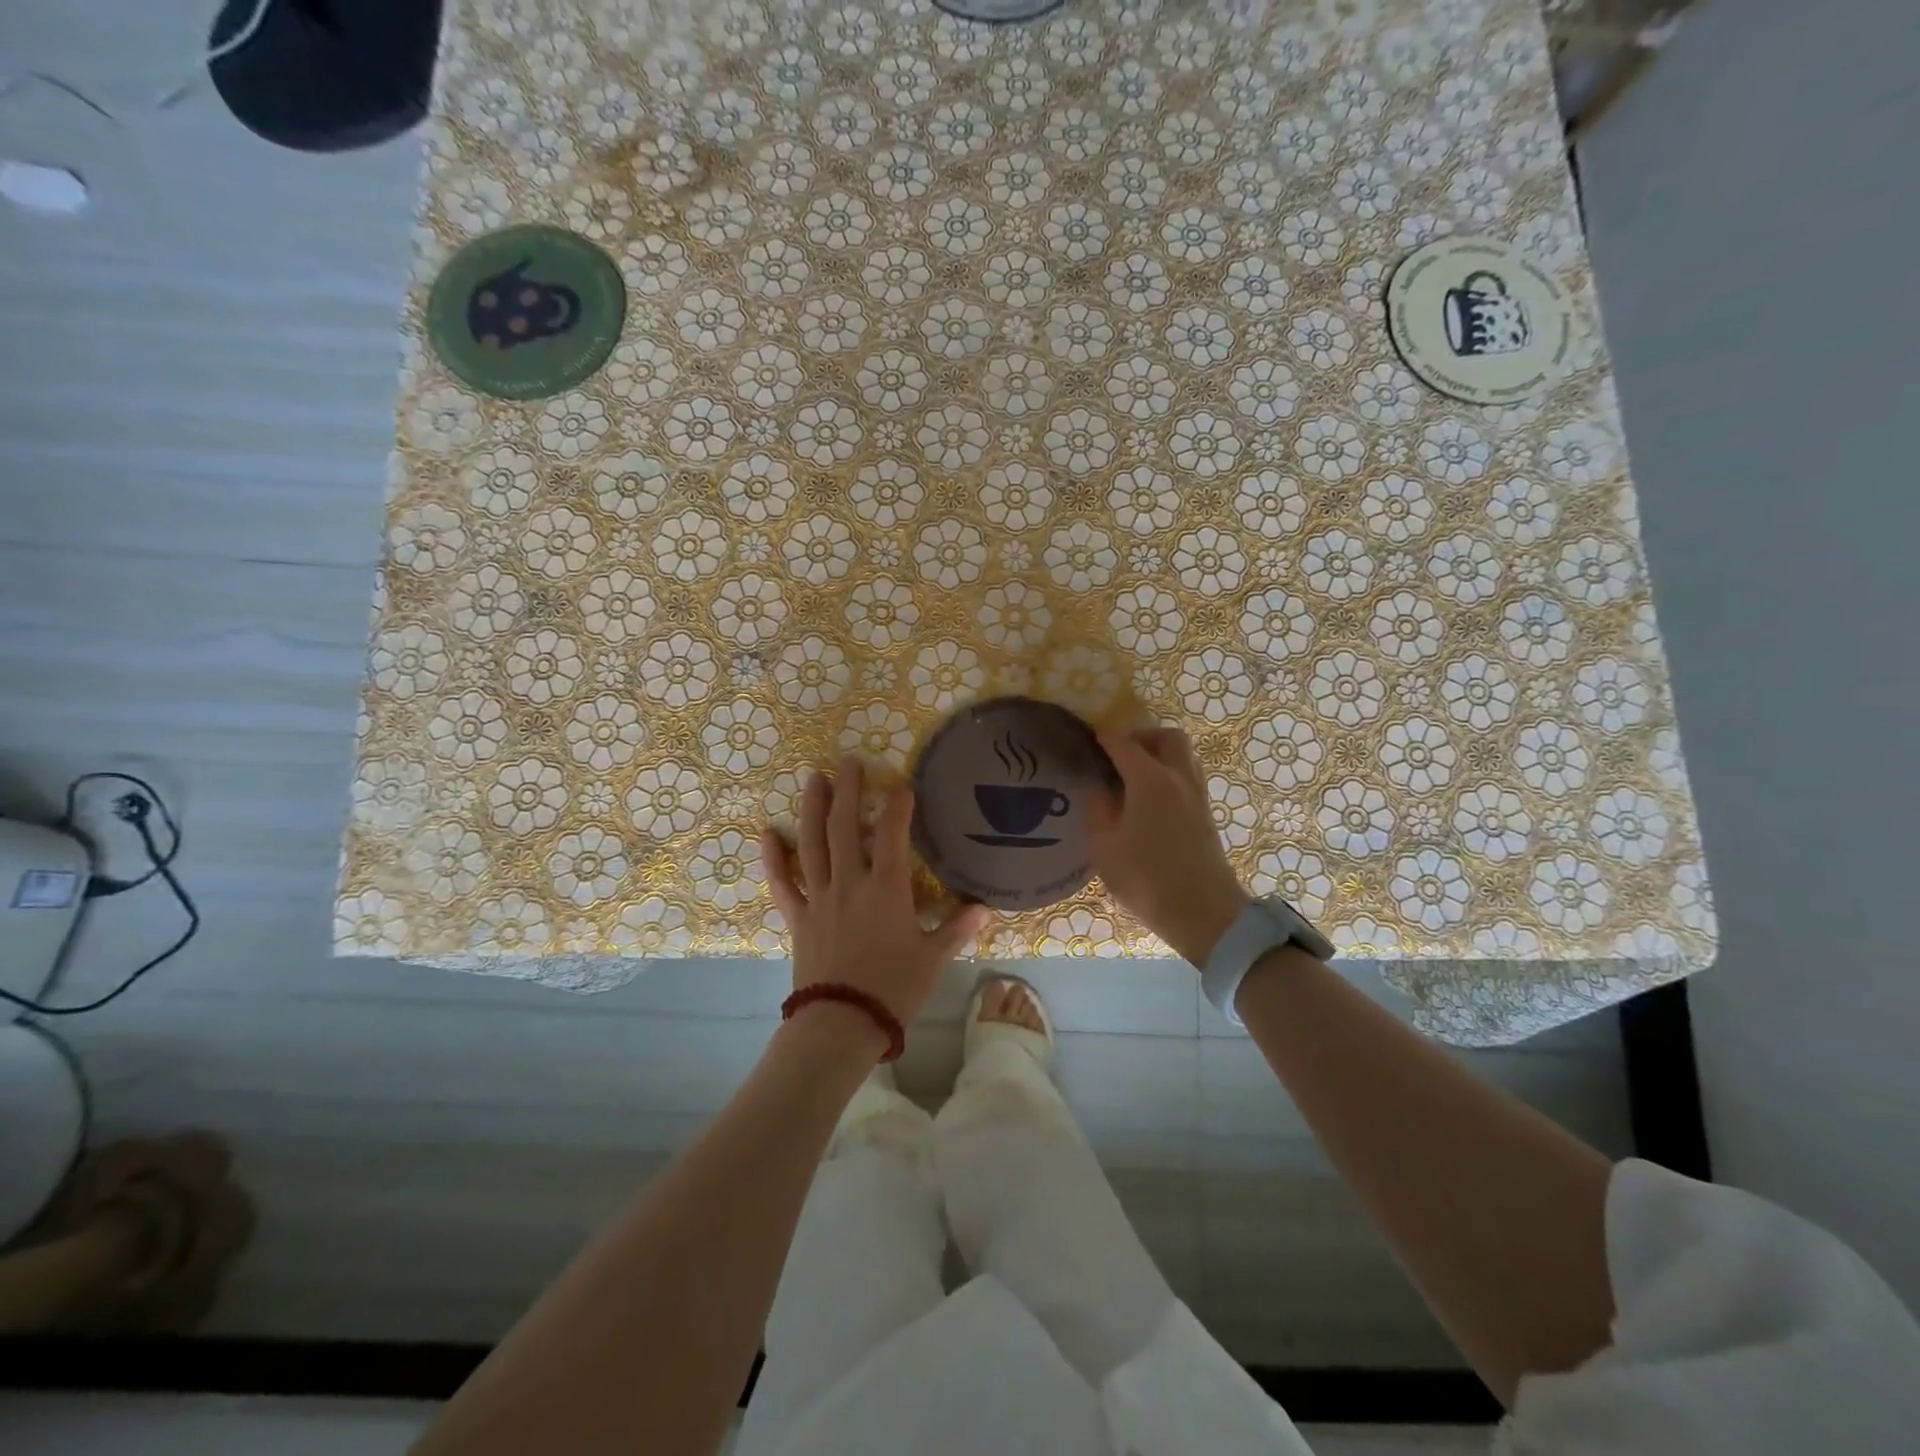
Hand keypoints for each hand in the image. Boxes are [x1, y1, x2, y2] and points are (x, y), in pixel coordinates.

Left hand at [760, 756, 988, 1027]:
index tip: (901, 783)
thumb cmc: (893, 989)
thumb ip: (957, 928)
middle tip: (847, 761)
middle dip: (847, 790)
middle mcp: (850, 882)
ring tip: (814, 779)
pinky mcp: (798, 917)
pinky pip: (783, 882)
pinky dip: (774, 858)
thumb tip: (984, 907)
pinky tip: (767, 833)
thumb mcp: (933, 958)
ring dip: (812, 808)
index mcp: (886, 888)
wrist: (841, 1024)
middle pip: (844, 826)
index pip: (891, 833)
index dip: (897, 804)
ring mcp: (819, 897)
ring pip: (812, 843)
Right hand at [1086, 728, 1249, 965]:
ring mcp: (1197, 795)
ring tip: (1132, 778)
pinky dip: (1169, 774)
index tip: (1088, 738)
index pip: (1124, 744)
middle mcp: (1178, 778)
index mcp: (1150, 780)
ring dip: (1159, 755)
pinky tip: (1148, 800)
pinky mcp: (1206, 814)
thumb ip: (1097, 810)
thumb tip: (1099, 789)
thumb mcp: (1104, 847)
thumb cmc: (1146, 879)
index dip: (1104, 738)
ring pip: (1183, 756)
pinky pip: (1187, 777)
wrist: (1204, 914)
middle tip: (1118, 756)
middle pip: (1166, 738)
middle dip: (1141, 738)